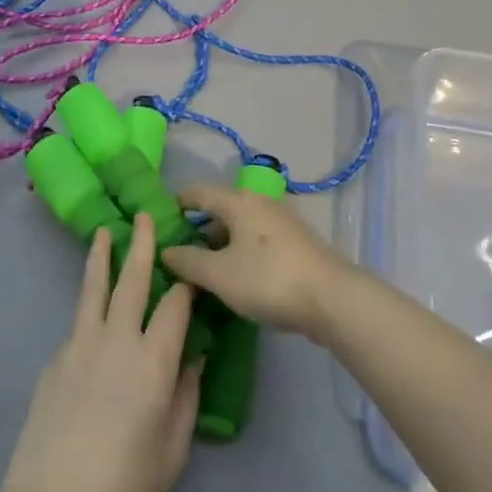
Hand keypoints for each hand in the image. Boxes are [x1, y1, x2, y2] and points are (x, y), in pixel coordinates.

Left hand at [0, 214, 202, 491]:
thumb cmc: (125, 484)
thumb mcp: (173, 449)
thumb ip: (186, 396)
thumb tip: (194, 356)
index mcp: (153, 361)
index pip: (175, 305)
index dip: (186, 283)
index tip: (193, 267)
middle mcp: (117, 340)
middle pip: (132, 280)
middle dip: (142, 245)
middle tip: (145, 216)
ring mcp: (80, 345)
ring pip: (95, 289)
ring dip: (102, 257)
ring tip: (105, 231)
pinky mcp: (56, 358)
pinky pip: (79, 322)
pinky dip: (89, 305)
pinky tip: (94, 312)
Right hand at [161, 186, 349, 335]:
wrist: (332, 299)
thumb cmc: (268, 279)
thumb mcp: (219, 274)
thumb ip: (189, 261)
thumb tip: (166, 250)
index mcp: (238, 202)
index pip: (198, 192)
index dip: (177, 202)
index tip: (160, 217)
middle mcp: (260, 203)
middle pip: (221, 210)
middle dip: (199, 229)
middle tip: (179, 254)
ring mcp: (282, 222)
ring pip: (241, 227)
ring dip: (221, 244)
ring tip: (205, 271)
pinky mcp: (296, 243)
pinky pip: (258, 241)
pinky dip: (241, 252)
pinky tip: (237, 277)